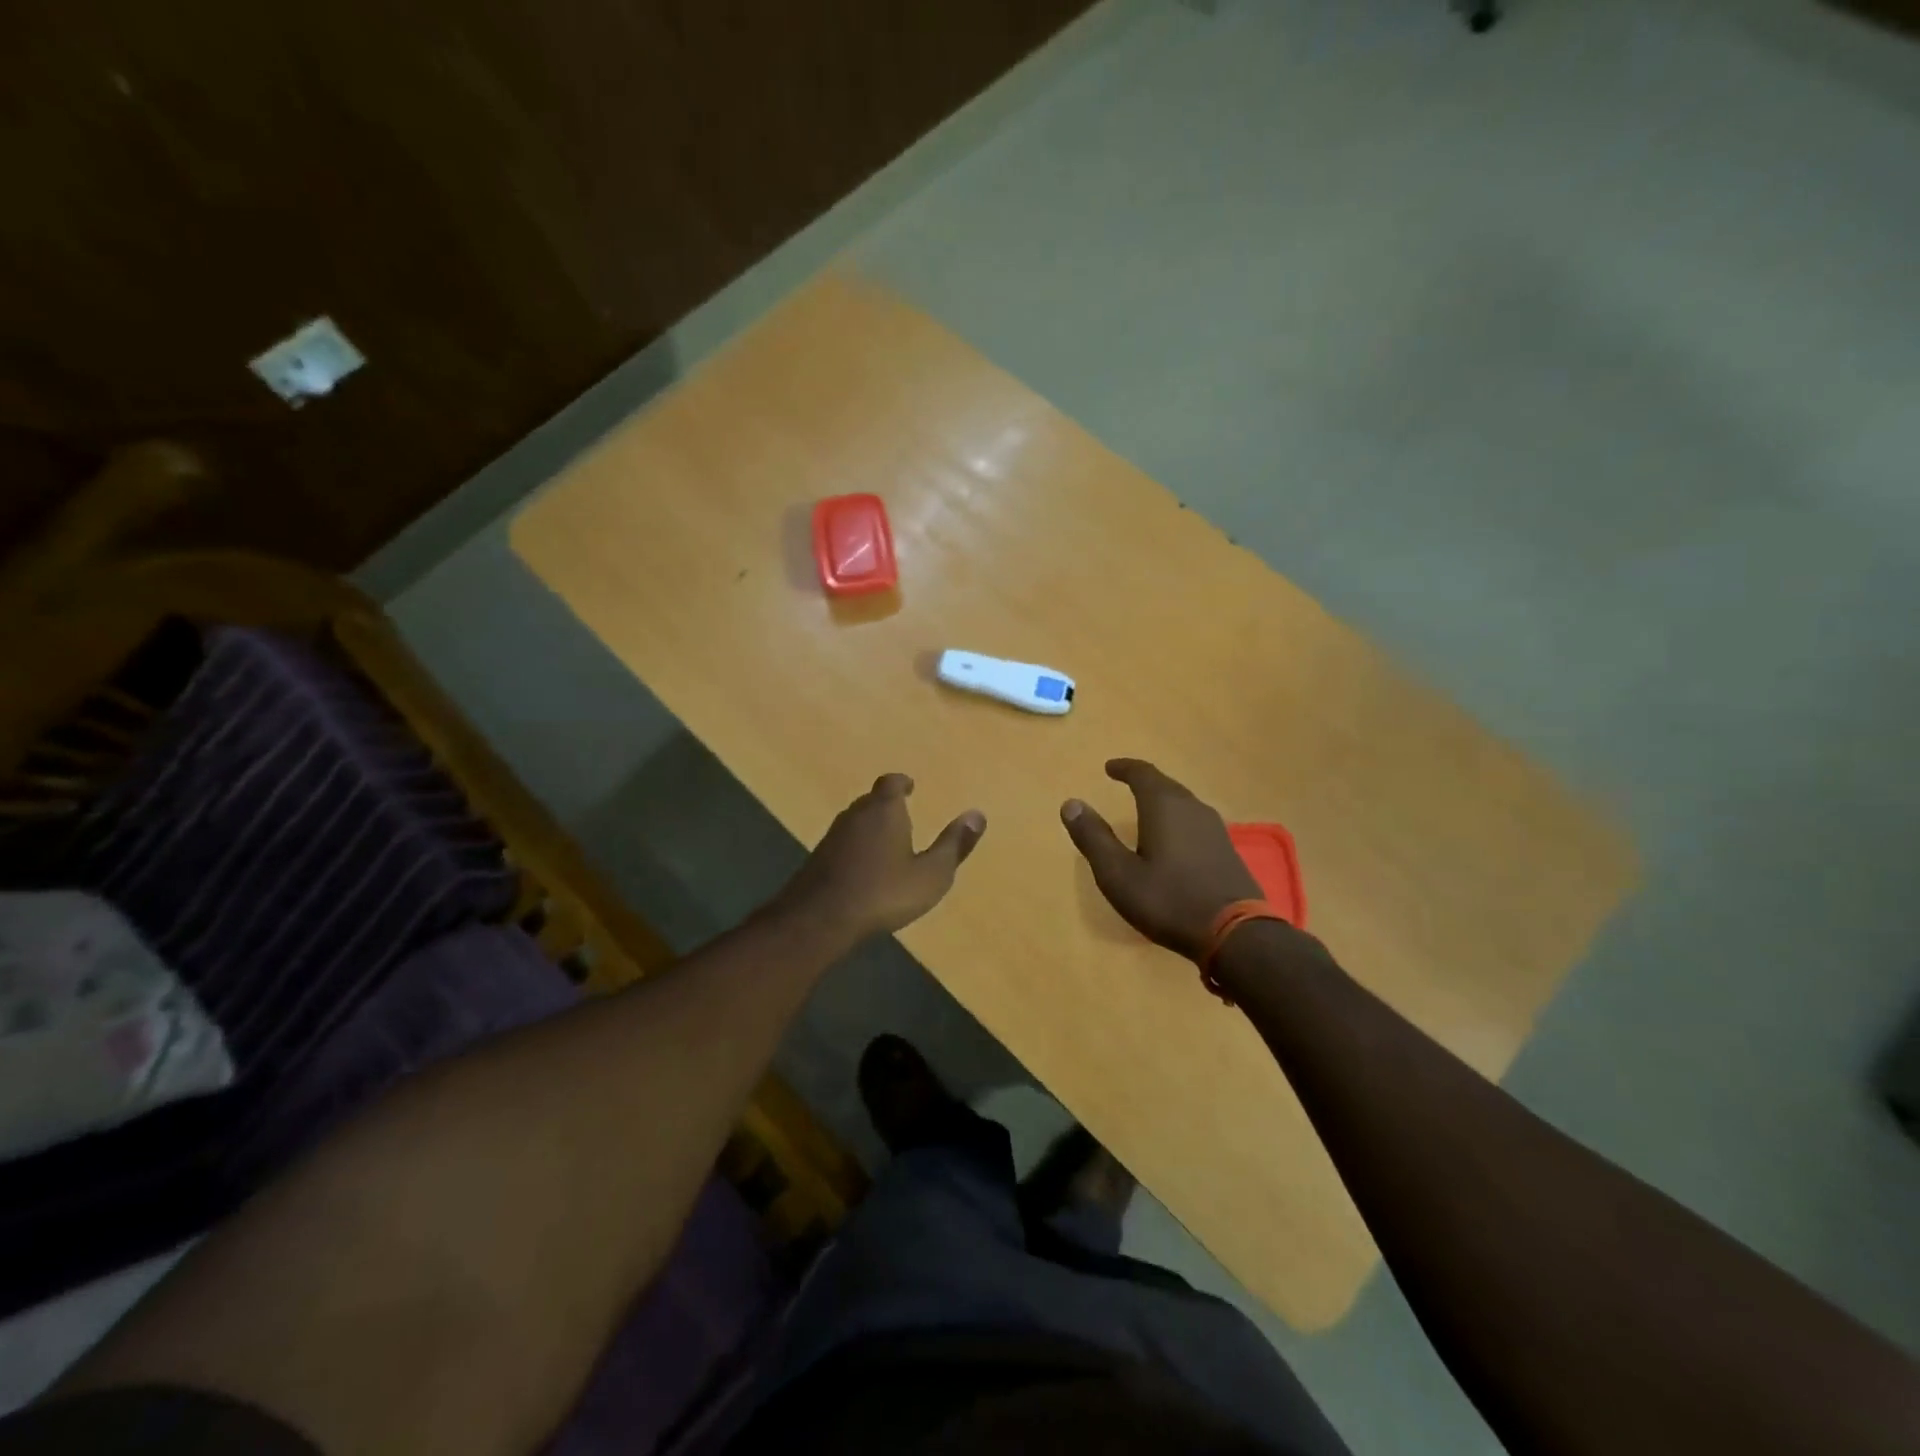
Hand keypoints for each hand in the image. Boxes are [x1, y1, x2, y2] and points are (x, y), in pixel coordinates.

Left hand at [776, 774, 986, 943]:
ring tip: (886, 842)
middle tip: (902, 814)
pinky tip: (863, 868)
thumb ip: (954, 845)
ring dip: (870, 827)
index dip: (901, 783)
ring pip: (855, 822)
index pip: (891, 783)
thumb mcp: (931, 874)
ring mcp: (833, 836)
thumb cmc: (883, 892)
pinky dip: (855, 848)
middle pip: (872, 800)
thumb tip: (977, 814)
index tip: (910, 787)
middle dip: (887, 805)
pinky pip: (843, 844)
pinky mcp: (817, 859)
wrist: (820, 919)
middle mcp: (856, 815)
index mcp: (885, 810)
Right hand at [1061, 758, 1260, 959]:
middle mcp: (1192, 808)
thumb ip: (1093, 837)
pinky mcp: (1226, 850)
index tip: (1109, 767)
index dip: (1124, 768)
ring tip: (1146, 808)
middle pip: (1165, 785)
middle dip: (1144, 781)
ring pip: (1183, 803)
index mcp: (1164, 806)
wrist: (1236, 935)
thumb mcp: (1118, 874)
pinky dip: (1177, 820)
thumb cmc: (1168, 900)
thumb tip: (1071, 803)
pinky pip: (1195, 822)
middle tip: (1125, 781)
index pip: (1143, 773)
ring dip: (1162, 800)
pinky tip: (1173, 838)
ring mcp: (1215, 829)